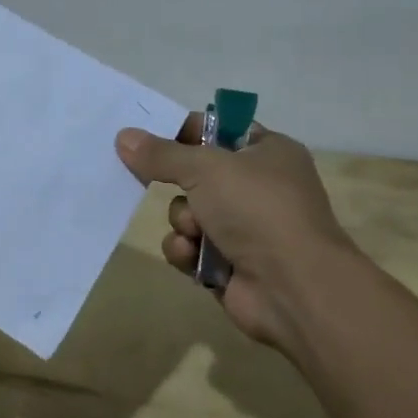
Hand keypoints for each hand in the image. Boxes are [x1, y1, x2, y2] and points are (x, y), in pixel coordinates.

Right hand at [115, 114, 360, 353]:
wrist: (294, 288)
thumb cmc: (257, 209)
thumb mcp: (205, 168)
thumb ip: (161, 153)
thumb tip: (123, 136)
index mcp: (267, 152)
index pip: (219, 129)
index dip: (185, 130)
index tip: (149, 135)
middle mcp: (258, 187)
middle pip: (197, 172)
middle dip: (177, 182)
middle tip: (149, 176)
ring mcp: (245, 228)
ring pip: (189, 212)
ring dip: (183, 220)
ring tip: (194, 231)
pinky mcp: (229, 264)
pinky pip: (190, 247)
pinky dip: (186, 250)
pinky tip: (191, 256)